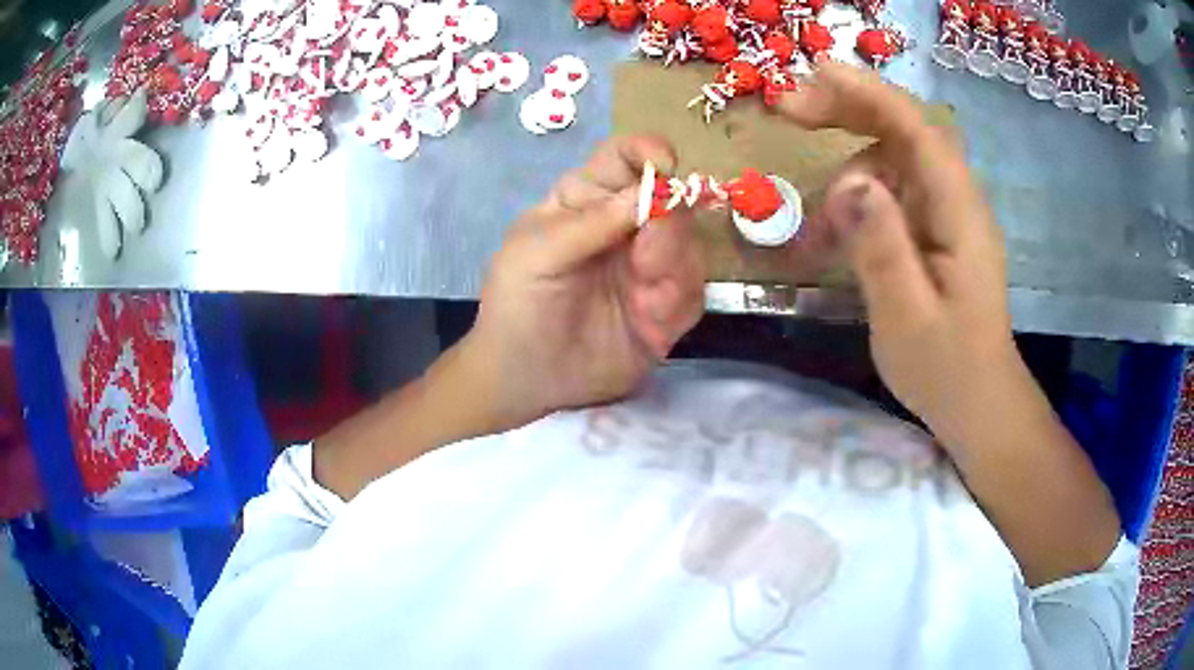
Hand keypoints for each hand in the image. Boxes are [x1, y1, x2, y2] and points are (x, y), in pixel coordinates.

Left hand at [461, 136, 706, 428]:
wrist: (525, 378)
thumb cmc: (517, 303)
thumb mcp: (535, 254)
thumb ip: (590, 223)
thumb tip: (650, 191)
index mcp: (588, 200)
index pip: (625, 159)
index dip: (648, 151)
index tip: (665, 164)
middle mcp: (627, 227)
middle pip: (672, 201)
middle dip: (669, 224)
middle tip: (646, 255)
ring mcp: (650, 268)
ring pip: (691, 248)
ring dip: (674, 268)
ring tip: (643, 297)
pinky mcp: (667, 310)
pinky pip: (694, 295)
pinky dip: (676, 305)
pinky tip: (649, 322)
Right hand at [779, 63, 1120, 584]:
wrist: (977, 404)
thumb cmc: (948, 370)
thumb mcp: (907, 318)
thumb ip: (881, 249)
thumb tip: (849, 182)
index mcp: (960, 215)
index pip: (918, 131)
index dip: (868, 94)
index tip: (813, 75)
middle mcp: (955, 200)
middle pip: (905, 130)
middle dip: (849, 109)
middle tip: (790, 109)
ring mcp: (944, 214)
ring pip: (893, 160)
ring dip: (848, 169)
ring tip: (814, 222)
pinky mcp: (932, 230)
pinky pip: (892, 193)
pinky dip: (857, 199)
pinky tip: (832, 233)